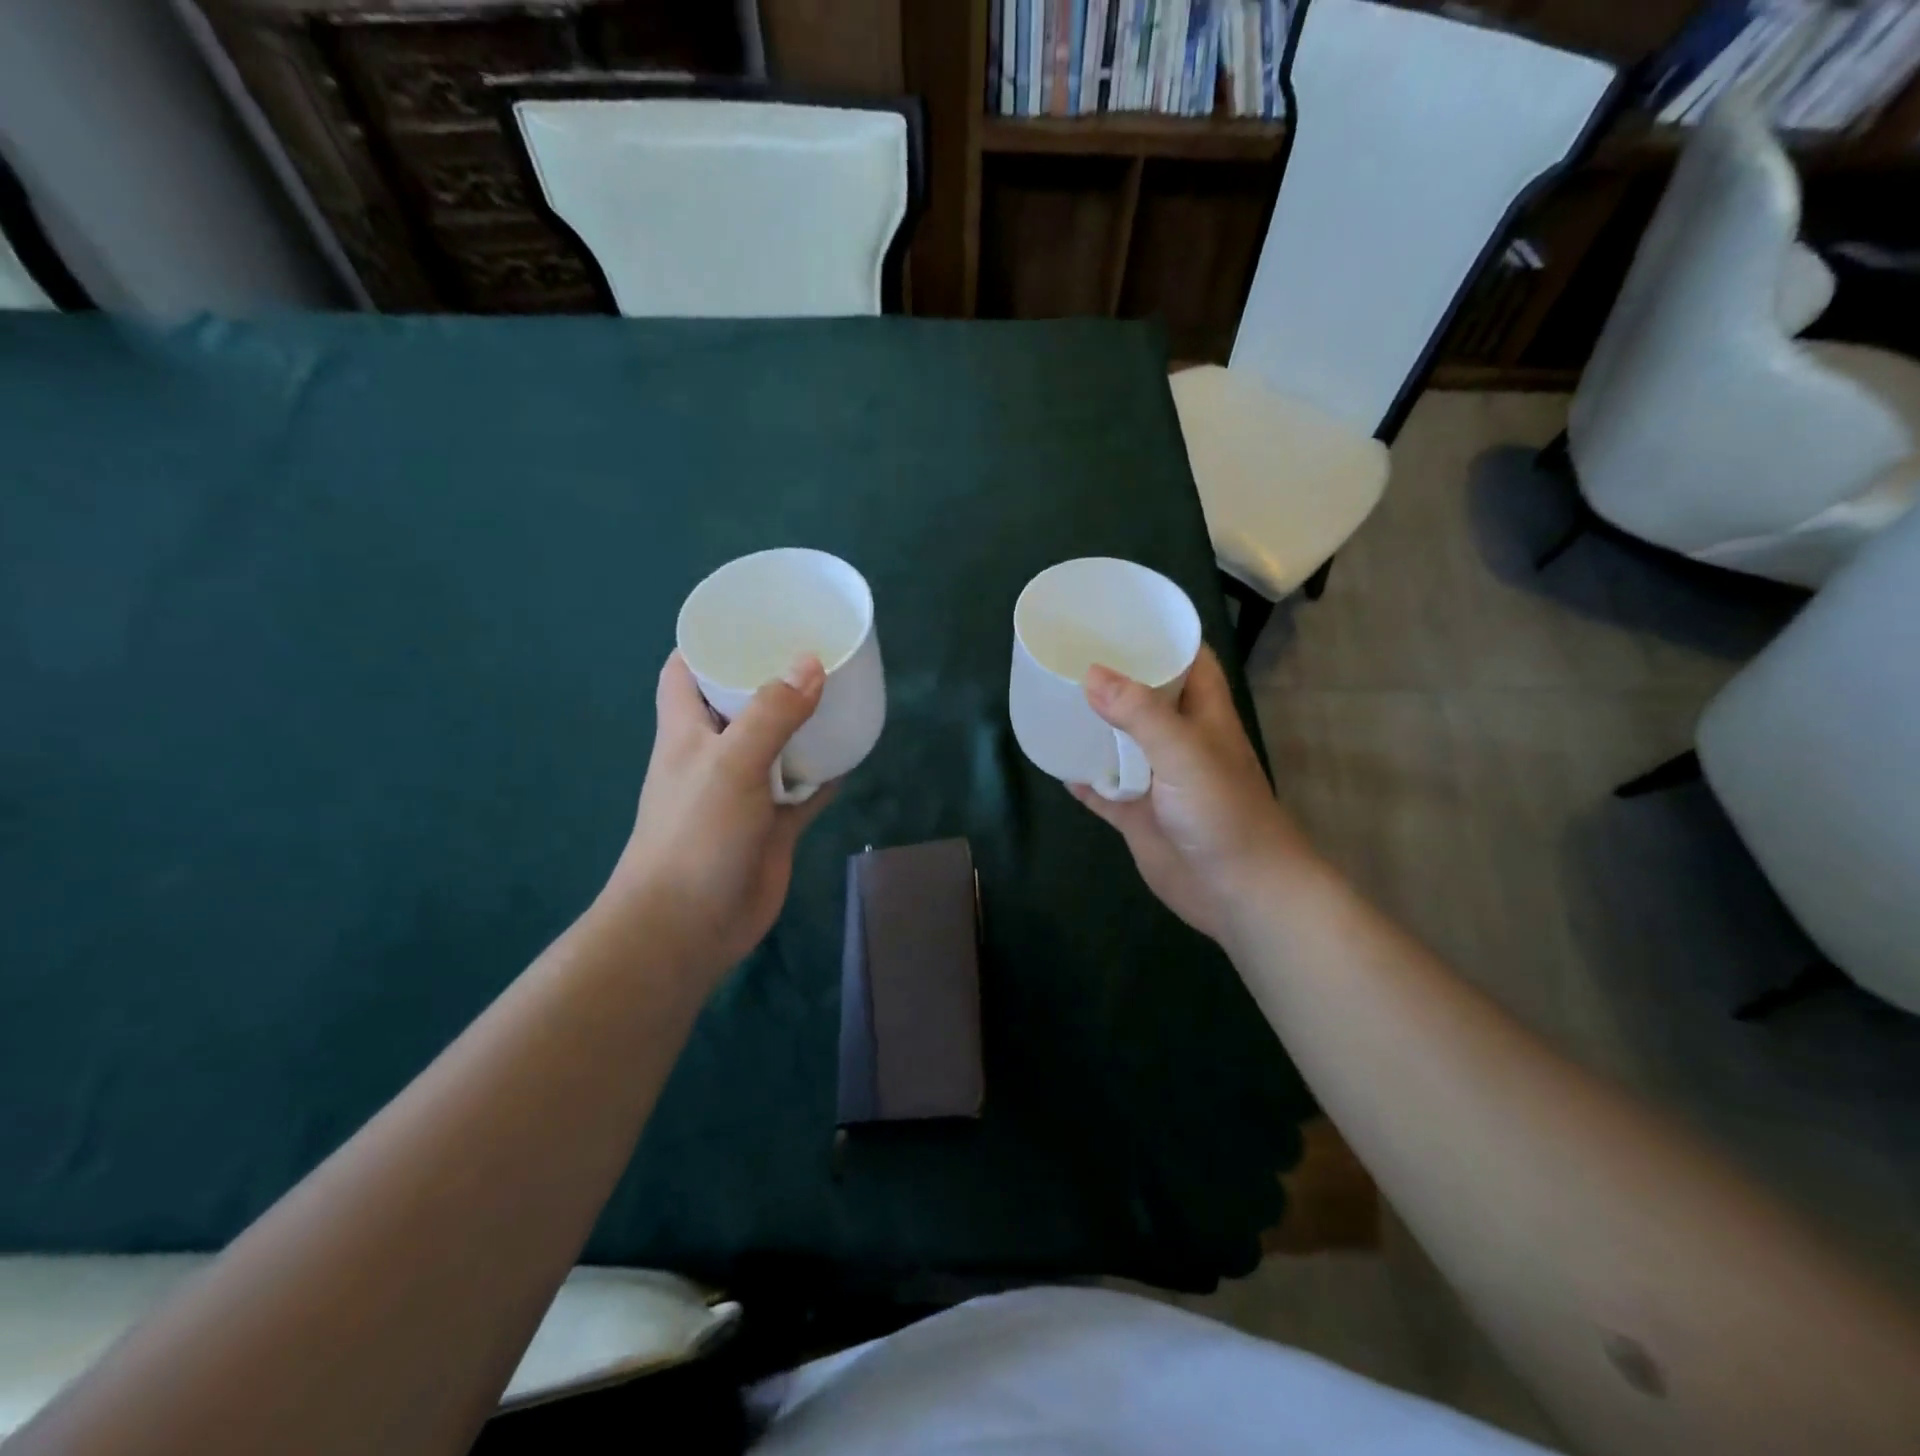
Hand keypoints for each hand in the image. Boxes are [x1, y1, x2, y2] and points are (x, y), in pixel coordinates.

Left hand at [606, 651, 835, 985]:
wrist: (689, 926)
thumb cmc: (696, 835)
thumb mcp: (730, 764)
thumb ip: (772, 714)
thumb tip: (812, 662)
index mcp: (687, 729)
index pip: (686, 670)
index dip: (710, 640)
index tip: (750, 616)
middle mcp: (714, 753)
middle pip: (740, 702)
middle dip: (770, 676)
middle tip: (813, 647)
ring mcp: (745, 790)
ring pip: (777, 743)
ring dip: (803, 722)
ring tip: (840, 689)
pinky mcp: (772, 823)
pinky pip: (803, 787)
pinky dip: (823, 772)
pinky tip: (852, 752)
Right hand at [1070, 647, 1317, 942]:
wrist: (1236, 891)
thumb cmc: (1222, 812)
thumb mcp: (1185, 752)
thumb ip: (1140, 713)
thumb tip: (1091, 674)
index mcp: (1203, 714)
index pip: (1187, 659)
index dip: (1160, 634)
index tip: (1120, 615)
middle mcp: (1179, 740)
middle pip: (1146, 697)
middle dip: (1114, 677)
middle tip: (1069, 653)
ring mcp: (1157, 779)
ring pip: (1120, 742)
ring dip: (1093, 725)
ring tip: (1053, 697)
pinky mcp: (1138, 814)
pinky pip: (1103, 789)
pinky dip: (1082, 776)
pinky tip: (1053, 760)